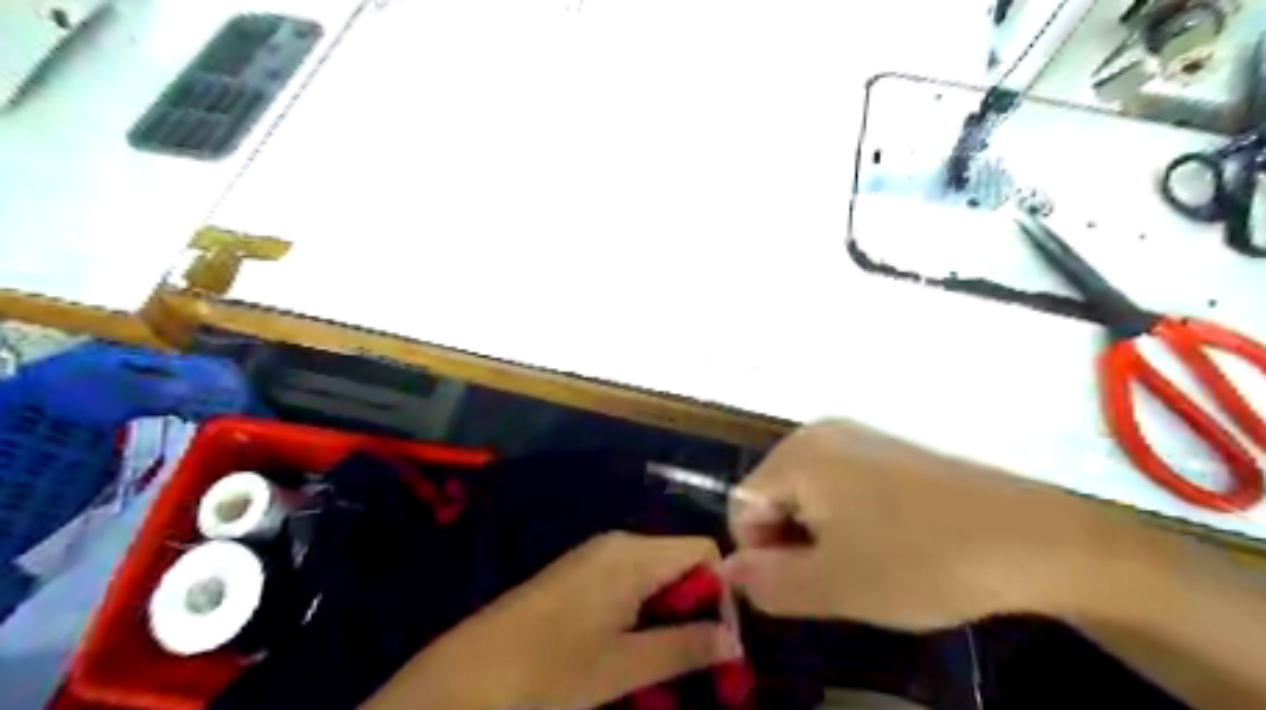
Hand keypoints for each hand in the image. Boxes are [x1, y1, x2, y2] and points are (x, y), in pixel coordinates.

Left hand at [362, 532, 742, 708]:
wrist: (467, 675)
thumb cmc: (549, 668)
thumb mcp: (623, 665)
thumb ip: (684, 647)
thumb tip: (734, 638)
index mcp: (633, 554)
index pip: (704, 551)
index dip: (722, 593)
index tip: (724, 644)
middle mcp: (618, 546)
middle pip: (680, 566)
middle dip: (696, 612)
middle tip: (702, 665)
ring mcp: (595, 560)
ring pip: (655, 582)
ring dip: (669, 622)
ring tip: (666, 669)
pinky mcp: (578, 578)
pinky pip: (628, 590)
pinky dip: (642, 620)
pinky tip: (632, 657)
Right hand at [722, 418, 1115, 628]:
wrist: (1033, 536)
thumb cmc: (921, 559)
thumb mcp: (834, 585)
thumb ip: (768, 583)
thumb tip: (728, 574)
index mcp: (798, 455)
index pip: (742, 505)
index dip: (759, 553)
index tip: (799, 586)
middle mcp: (821, 433)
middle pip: (775, 494)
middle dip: (791, 542)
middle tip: (835, 580)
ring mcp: (859, 437)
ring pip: (810, 493)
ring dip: (821, 534)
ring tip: (865, 566)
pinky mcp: (891, 450)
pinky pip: (844, 485)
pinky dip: (850, 519)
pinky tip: (890, 544)